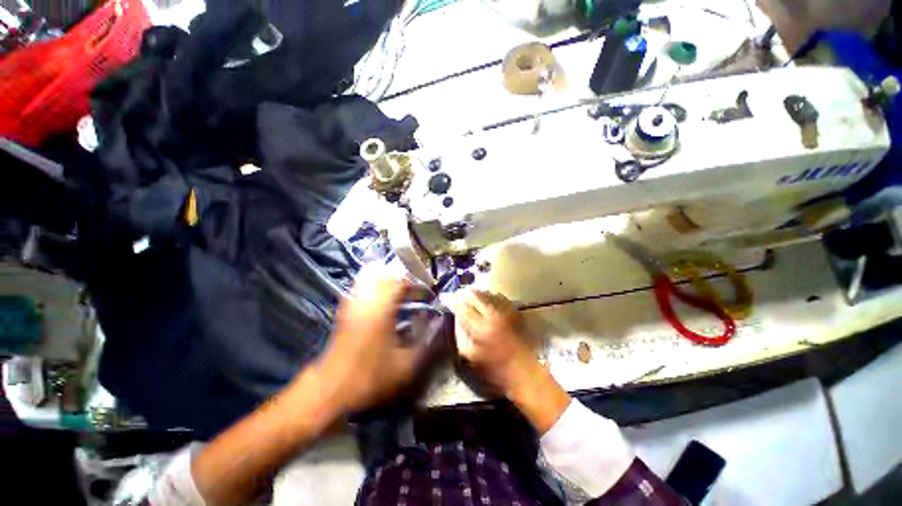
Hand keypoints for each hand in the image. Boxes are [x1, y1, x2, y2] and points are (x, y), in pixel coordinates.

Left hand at [317, 268, 421, 411]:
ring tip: (403, 294)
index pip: (402, 282)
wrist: (332, 388)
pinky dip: (376, 286)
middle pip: (387, 275)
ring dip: (390, 281)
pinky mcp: (347, 310)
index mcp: (382, 310)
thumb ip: (426, 341)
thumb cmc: (370, 376)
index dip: (417, 286)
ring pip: (372, 277)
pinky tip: (384, 300)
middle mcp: (366, 300)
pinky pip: (362, 287)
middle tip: (416, 294)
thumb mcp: (406, 364)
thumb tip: (438, 323)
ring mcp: (354, 303)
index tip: (428, 295)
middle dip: (405, 281)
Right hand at [455, 290, 570, 433]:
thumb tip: (456, 316)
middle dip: (465, 293)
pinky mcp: (515, 312)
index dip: (452, 300)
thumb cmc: (494, 369)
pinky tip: (487, 302)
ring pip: (487, 293)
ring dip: (477, 294)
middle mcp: (494, 315)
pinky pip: (499, 297)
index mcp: (480, 328)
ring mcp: (506, 311)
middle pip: (475, 294)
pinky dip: (490, 297)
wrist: (524, 372)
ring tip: (471, 298)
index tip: (445, 297)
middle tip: (458, 296)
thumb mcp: (470, 355)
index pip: (462, 307)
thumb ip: (460, 333)